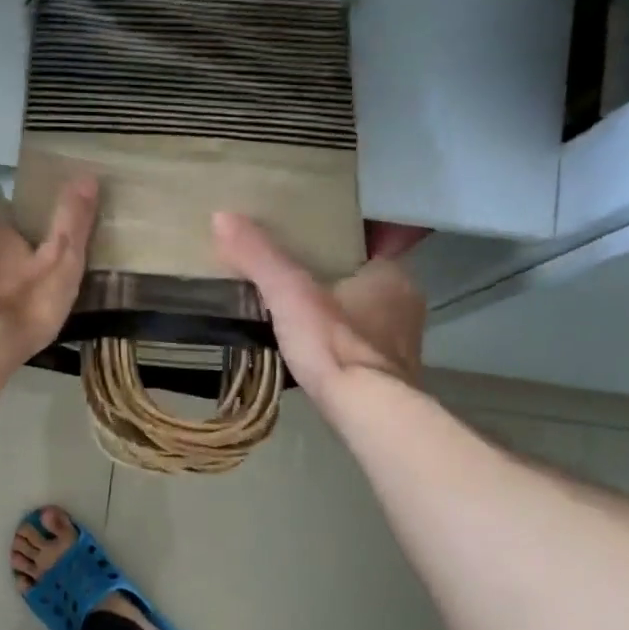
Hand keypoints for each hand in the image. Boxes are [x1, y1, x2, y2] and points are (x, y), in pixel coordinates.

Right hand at [212, 212, 425, 404]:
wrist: (367, 413)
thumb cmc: (334, 344)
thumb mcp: (289, 294)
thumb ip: (259, 257)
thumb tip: (222, 216)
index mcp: (392, 274)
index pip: (370, 243)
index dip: (342, 241)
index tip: (312, 240)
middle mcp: (407, 304)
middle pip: (366, 280)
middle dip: (337, 279)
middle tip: (297, 276)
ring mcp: (403, 343)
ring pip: (367, 315)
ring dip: (341, 315)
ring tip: (302, 313)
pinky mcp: (392, 375)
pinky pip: (364, 348)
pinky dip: (343, 345)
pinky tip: (318, 351)